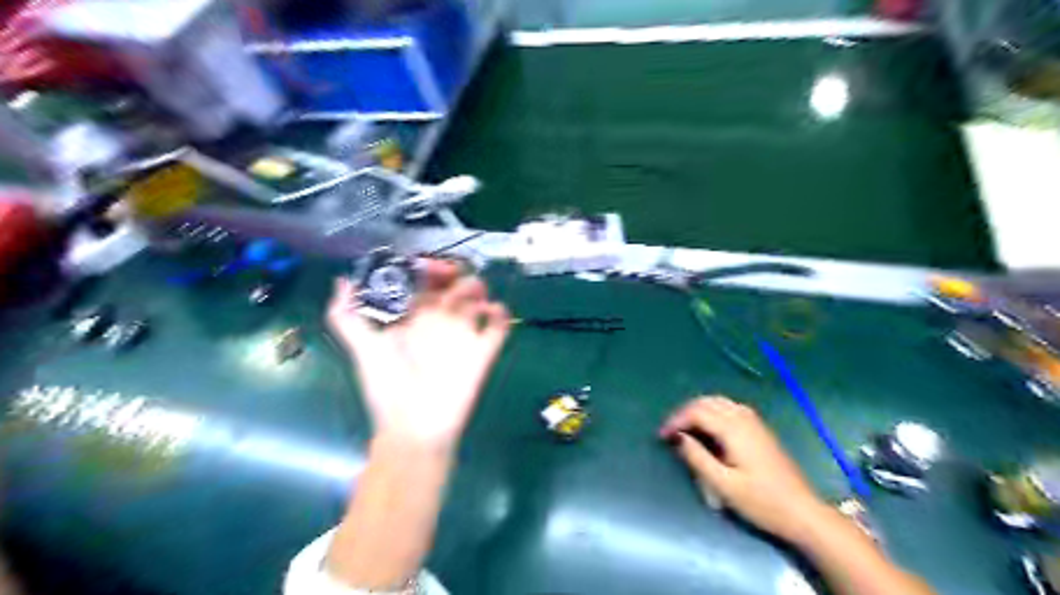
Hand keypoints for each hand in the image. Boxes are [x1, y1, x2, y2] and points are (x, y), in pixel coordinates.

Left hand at [329, 261, 514, 450]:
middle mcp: (437, 322)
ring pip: (476, 300)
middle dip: (455, 273)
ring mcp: (461, 336)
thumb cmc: (387, 388)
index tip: (430, 266)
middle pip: (450, 286)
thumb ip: (347, 316)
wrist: (415, 428)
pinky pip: (498, 327)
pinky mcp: (482, 352)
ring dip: (477, 289)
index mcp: (410, 319)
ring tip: (472, 297)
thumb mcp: (363, 349)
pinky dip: (500, 314)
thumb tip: (342, 280)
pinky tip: (491, 312)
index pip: (421, 283)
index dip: (426, 268)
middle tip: (454, 275)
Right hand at [660, 396, 827, 540]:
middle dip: (685, 412)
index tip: (661, 436)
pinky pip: (729, 408)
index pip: (696, 412)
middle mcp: (744, 418)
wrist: (802, 512)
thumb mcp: (723, 485)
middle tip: (671, 431)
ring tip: (685, 429)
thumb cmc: (761, 501)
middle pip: (706, 402)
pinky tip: (708, 429)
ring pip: (718, 402)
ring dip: (698, 410)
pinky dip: (712, 412)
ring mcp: (754, 421)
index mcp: (733, 429)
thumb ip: (697, 458)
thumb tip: (678, 437)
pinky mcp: (760, 429)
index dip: (676, 420)